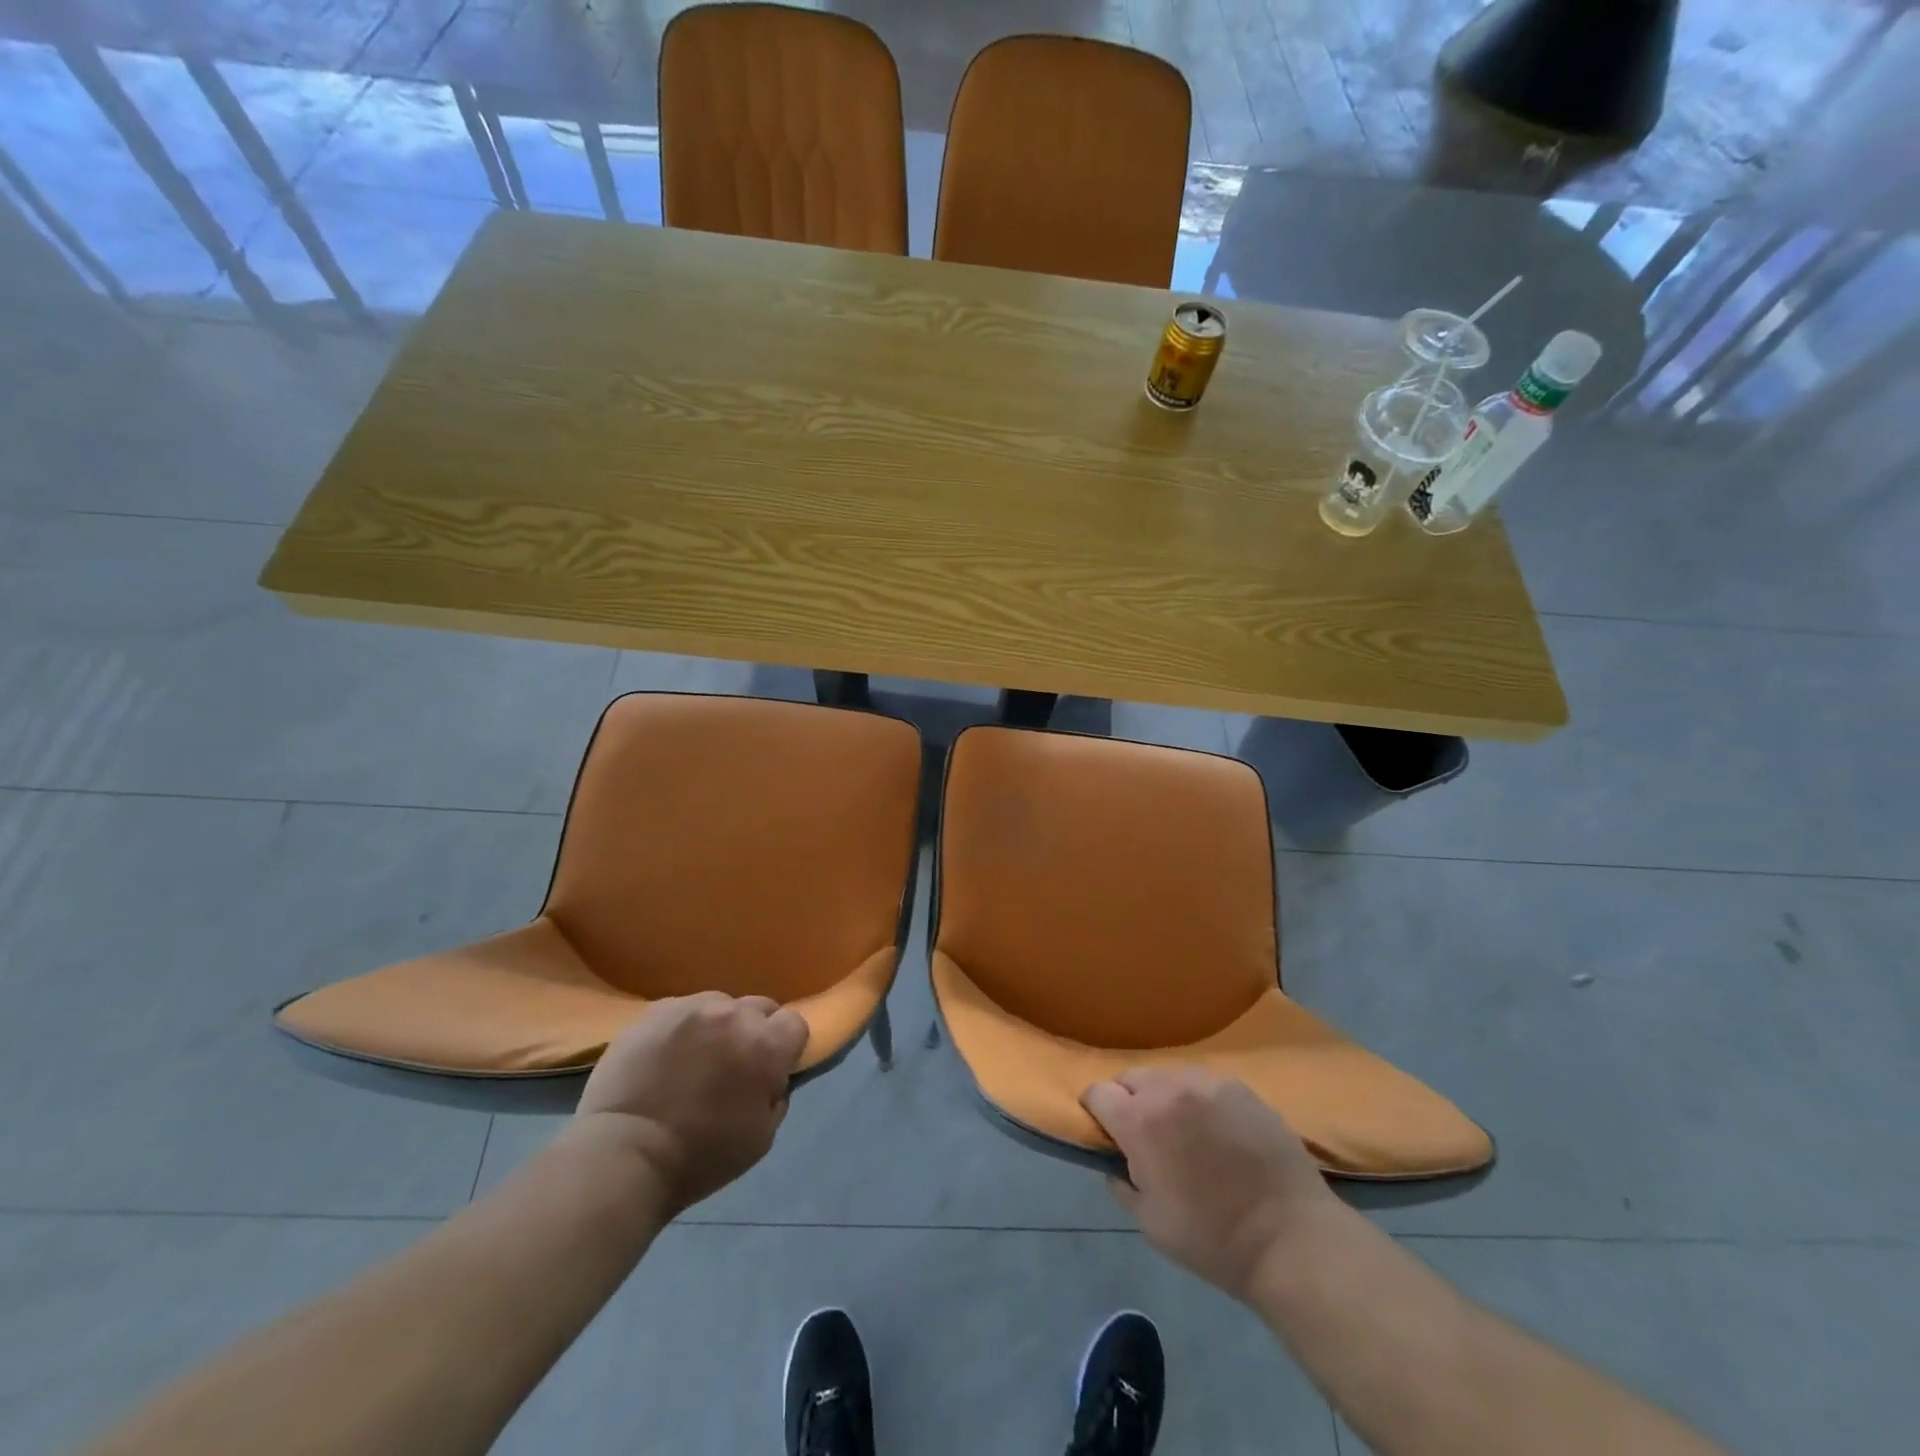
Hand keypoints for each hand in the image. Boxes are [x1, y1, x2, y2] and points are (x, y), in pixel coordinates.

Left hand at [574, 992, 807, 1215]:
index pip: (795, 1023)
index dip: (787, 1046)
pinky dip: (684, 1027)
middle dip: (755, 1032)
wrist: (623, 1155)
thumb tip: (773, 1077)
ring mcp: (692, 1007)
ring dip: (719, 1026)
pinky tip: (667, 1055)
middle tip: (735, 1064)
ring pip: (721, 1004)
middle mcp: (734, 1015)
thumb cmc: (699, 1157)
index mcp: (765, 1045)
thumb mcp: (761, 1139)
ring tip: (697, 1057)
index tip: (772, 1069)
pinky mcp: (656, 1010)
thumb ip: (777, 1096)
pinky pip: (684, 1009)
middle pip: (760, 1008)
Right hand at [1082, 1068, 1343, 1302]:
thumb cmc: (1212, 1239)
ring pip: (1167, 1076)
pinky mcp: (1239, 1086)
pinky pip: (1203, 1083)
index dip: (1095, 1110)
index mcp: (1139, 1121)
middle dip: (1128, 1101)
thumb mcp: (1150, 1224)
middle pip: (1130, 1078)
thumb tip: (1114, 1162)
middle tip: (1145, 1135)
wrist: (1290, 1239)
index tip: (1105, 1131)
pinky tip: (1216, 1129)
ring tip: (1183, 1130)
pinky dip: (1198, 1099)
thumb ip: (1122, 1184)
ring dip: (1163, 1097)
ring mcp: (1206, 1082)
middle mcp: (1168, 1089)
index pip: (1097, 1092)